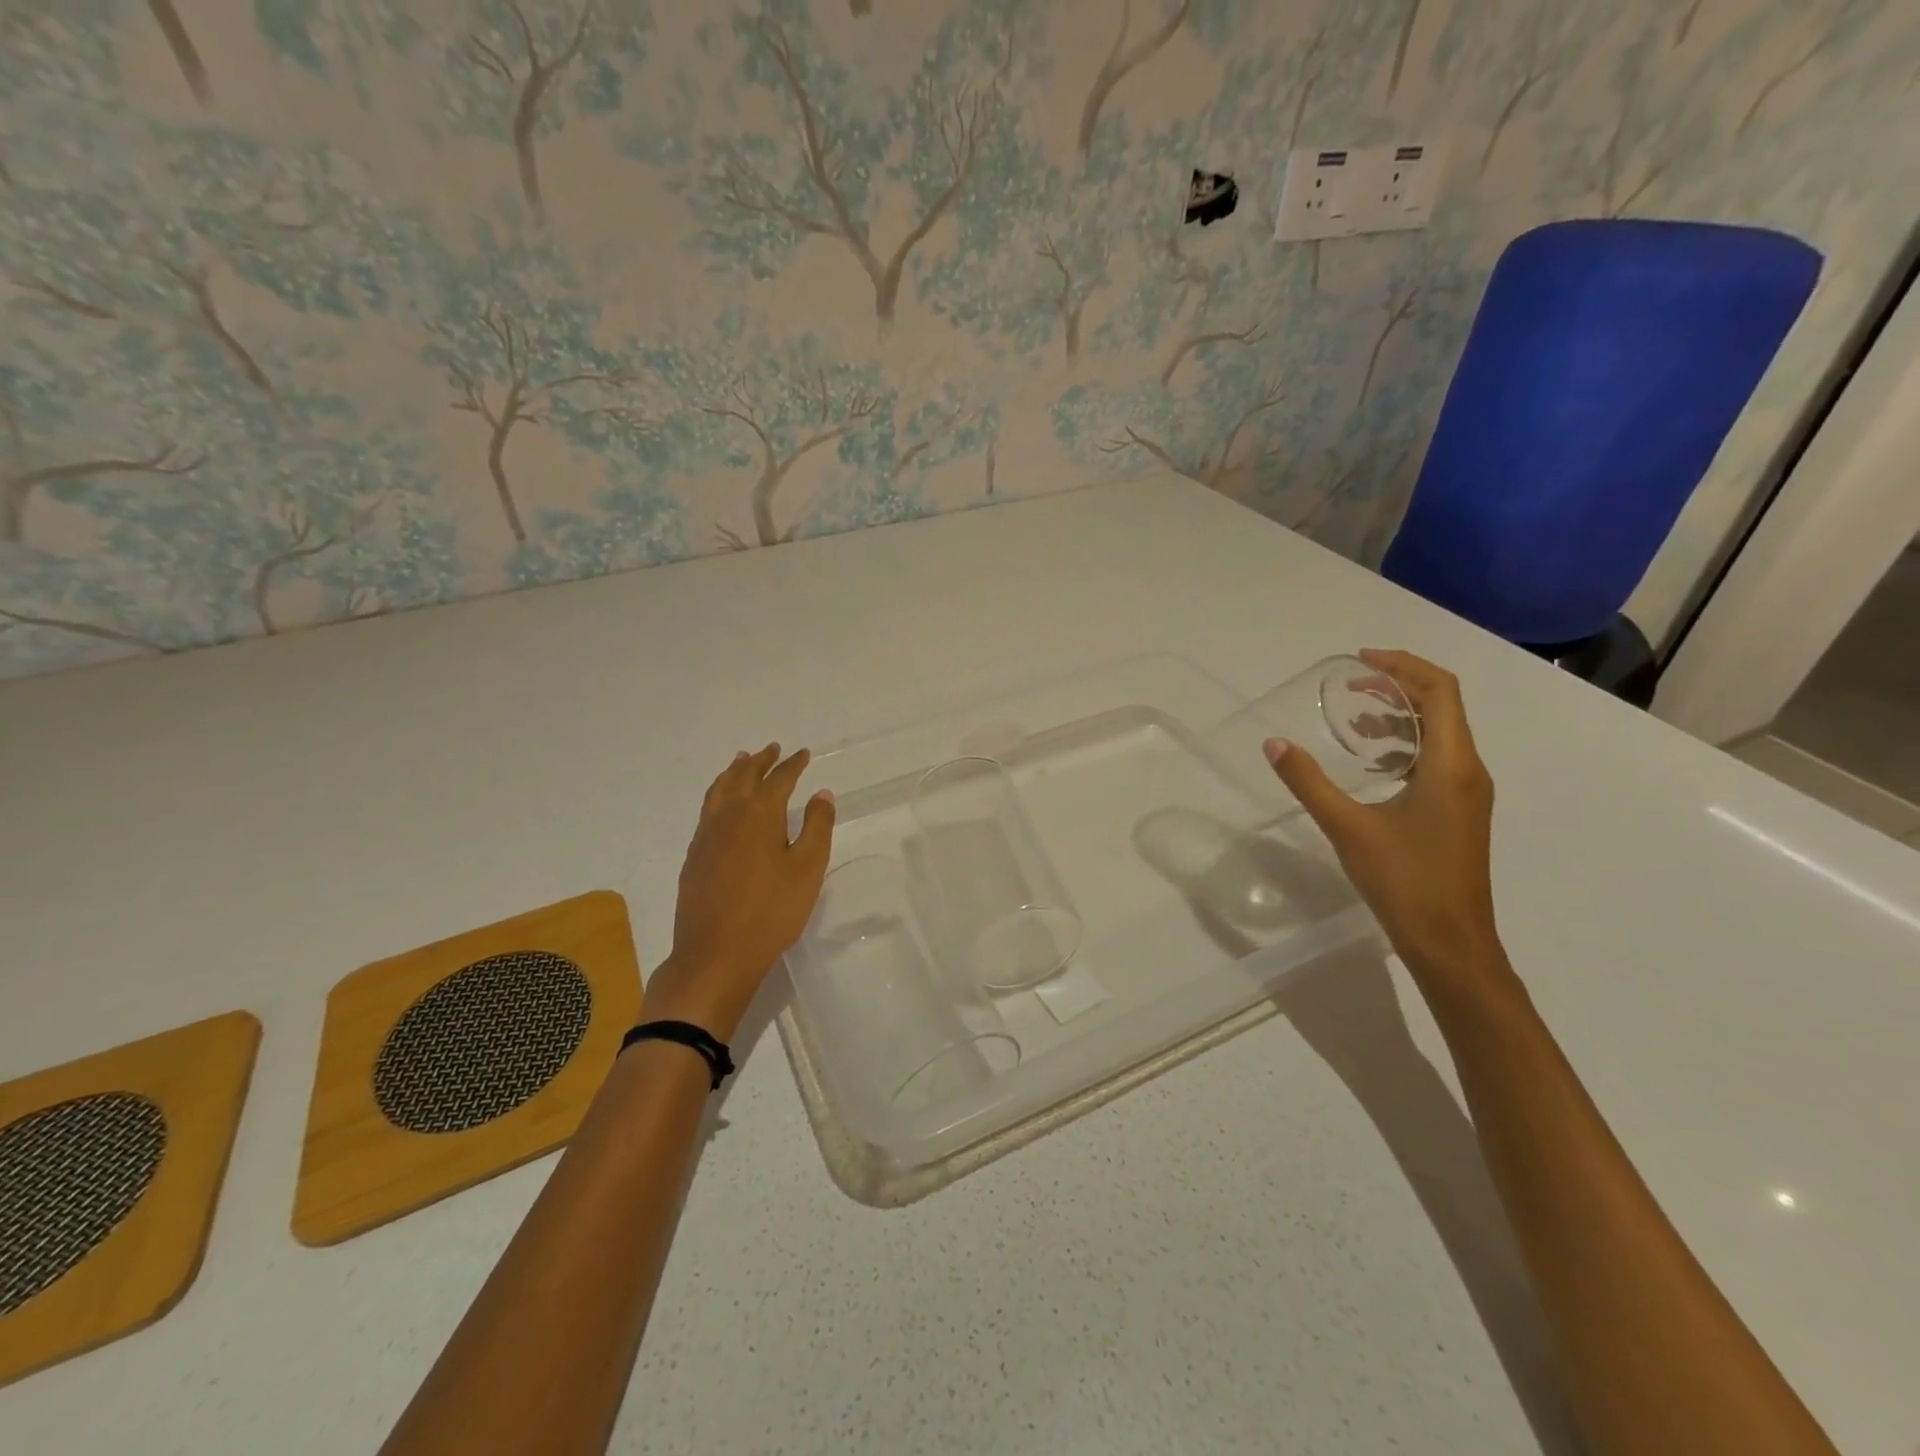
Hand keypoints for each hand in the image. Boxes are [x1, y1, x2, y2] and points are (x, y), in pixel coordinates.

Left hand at [643, 744, 834, 1040]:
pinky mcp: (694, 855)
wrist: (716, 953)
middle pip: (744, 776)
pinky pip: (707, 808)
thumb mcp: (807, 869)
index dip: (793, 764)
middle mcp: (729, 815)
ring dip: (734, 772)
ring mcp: (706, 834)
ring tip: (742, 761)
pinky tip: (722, 804)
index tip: (803, 754)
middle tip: (772, 748)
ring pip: (719, 790)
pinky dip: (718, 793)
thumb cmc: (772, 911)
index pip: (779, 779)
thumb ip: (817, 827)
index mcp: (760, 813)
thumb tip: (821, 793)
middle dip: (761, 760)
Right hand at [1264, 649, 1507, 986]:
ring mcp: (1466, 793)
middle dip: (1397, 687)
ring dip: (1399, 718)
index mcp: (1450, 765)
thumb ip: (1308, 782)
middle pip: (1442, 707)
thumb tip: (1274, 744)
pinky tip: (1370, 765)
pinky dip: (1403, 747)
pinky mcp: (1458, 812)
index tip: (1359, 661)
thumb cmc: (1404, 881)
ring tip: (1354, 723)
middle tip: (1350, 686)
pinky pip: (1435, 760)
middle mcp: (1467, 770)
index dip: (1402, 666)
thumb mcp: (1347, 827)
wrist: (1450, 943)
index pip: (1439, 691)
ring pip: (1439, 734)